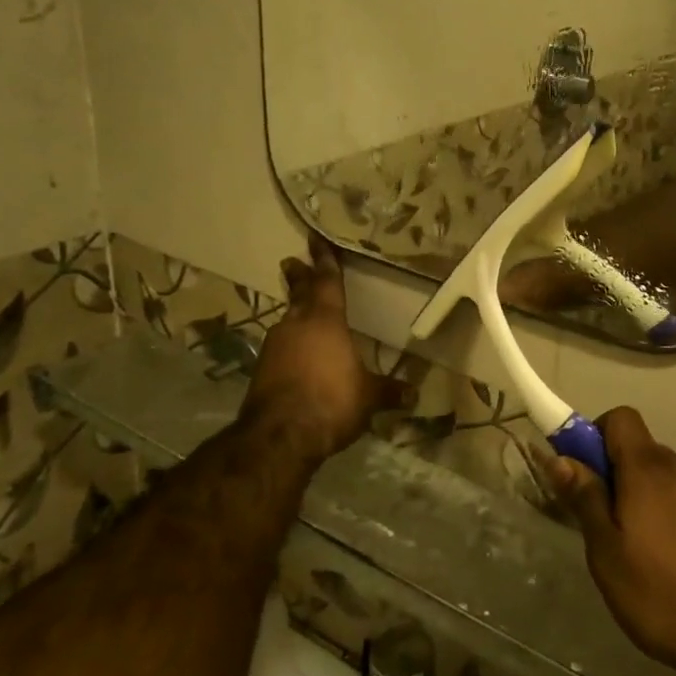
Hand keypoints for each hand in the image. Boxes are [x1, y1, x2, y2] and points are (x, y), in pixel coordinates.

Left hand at [240, 233, 405, 462]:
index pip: (327, 282)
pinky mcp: (262, 370)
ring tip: (301, 311)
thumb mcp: (369, 397)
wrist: (280, 436)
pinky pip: (280, 346)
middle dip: (300, 277)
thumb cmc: (332, 401)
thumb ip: (389, 391)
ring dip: (294, 312)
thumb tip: (413, 394)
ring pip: (287, 320)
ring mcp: (274, 347)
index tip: (316, 240)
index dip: (325, 261)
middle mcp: (296, 325)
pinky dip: (289, 343)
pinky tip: (296, 354)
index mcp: (325, 321)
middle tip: (293, 262)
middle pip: (300, 294)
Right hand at [542, 408, 675, 675]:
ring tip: (645, 554)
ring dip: (649, 499)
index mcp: (649, 468)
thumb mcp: (609, 555)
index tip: (585, 476)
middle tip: (609, 528)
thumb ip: (586, 500)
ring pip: (667, 477)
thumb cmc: (665, 596)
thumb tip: (560, 458)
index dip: (595, 437)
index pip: (619, 418)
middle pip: (642, 451)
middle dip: (620, 478)